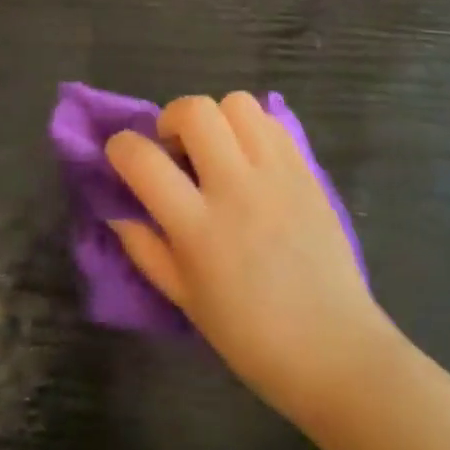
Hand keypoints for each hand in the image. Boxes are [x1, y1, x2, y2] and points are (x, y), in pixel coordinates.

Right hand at [106, 93, 399, 423]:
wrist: (332, 347)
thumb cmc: (250, 336)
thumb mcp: (184, 299)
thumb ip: (145, 249)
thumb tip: (117, 209)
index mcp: (198, 229)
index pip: (144, 160)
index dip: (121, 147)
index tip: (122, 153)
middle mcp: (235, 188)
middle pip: (195, 111)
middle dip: (172, 118)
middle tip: (176, 148)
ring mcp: (275, 173)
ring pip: (237, 103)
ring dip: (217, 118)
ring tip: (218, 149)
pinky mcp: (305, 169)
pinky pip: (272, 122)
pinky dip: (252, 128)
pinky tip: (251, 159)